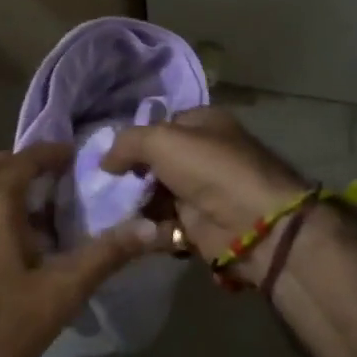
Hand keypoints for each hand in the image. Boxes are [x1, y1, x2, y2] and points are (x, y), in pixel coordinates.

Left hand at [0, 144, 165, 356]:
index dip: (56, 153)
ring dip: (16, 183)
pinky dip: (1, 203)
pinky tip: (26, 234)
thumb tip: (151, 228)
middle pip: (4, 165)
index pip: (27, 158)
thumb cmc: (7, 322)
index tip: (84, 158)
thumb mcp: (64, 288)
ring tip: (53, 202)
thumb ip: (108, 253)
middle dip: (34, 164)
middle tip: (69, 178)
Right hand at [100, 108, 310, 282]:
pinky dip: (148, 230)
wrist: (253, 224)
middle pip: (155, 162)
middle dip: (131, 176)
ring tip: (110, 212)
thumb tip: (105, 161)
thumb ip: (127, 143)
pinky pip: (164, 224)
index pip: (160, 124)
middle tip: (103, 188)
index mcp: (203, 123)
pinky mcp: (199, 226)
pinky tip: (131, 233)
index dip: (135, 138)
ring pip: (156, 195)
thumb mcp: (161, 140)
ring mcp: (201, 192)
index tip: (109, 156)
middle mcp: (203, 154)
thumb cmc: (209, 169)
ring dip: (135, 205)